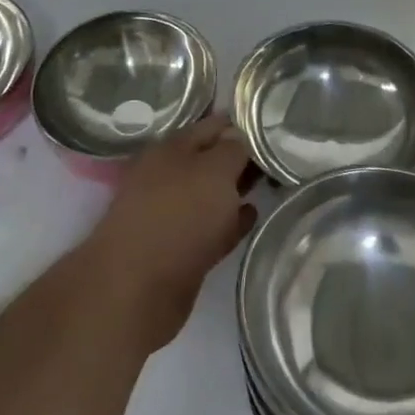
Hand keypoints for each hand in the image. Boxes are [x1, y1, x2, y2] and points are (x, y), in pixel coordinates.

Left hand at [82, 114, 255, 351]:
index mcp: (172, 148)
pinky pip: (212, 227)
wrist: (137, 290)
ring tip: (270, 185)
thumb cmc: (179, 216)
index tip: (271, 126)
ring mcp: (172, 213)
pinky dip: (231, 221)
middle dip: (240, 157)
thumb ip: (233, 149)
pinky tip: (252, 217)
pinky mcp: (180, 250)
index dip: (240, 123)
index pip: (213, 125)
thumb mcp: (215, 170)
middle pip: (211, 159)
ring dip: (236, 190)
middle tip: (277, 155)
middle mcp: (169, 175)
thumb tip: (239, 136)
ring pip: (211, 194)